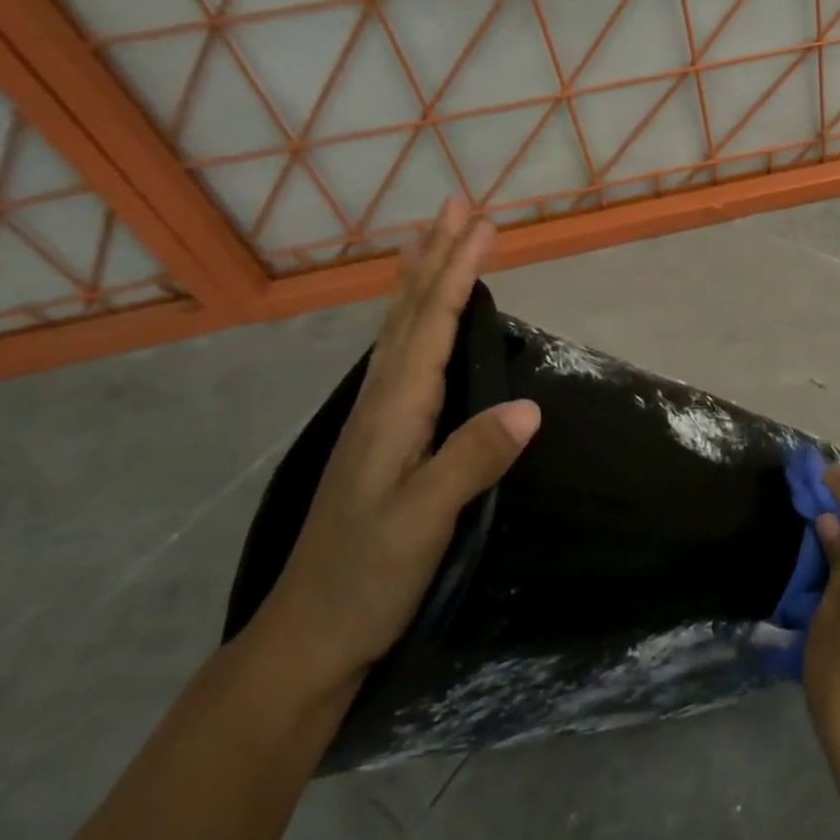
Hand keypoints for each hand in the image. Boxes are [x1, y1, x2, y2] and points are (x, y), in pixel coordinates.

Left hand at [252, 202, 539, 699]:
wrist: (310, 634)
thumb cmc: (366, 577)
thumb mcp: (421, 523)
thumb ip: (470, 461)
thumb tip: (529, 405)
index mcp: (394, 411)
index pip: (430, 325)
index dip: (458, 271)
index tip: (484, 224)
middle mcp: (382, 401)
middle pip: (410, 312)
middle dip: (436, 256)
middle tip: (456, 205)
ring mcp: (378, 419)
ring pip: (399, 330)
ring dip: (419, 279)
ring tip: (429, 238)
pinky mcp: (384, 437)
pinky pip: (400, 357)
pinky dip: (410, 320)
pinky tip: (415, 322)